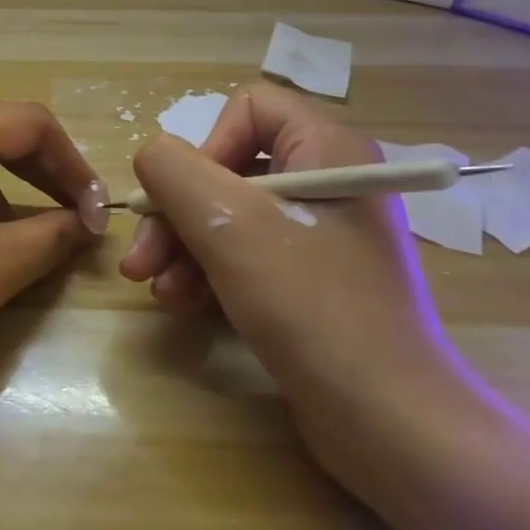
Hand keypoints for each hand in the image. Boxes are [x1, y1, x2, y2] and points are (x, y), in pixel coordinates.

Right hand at [120, 85, 470, 469]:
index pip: (249, 107)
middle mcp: (327, 181)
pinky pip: (244, 254)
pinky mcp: (311, 280)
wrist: (389, 422)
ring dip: (182, 248)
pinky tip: (183, 304)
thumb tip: (152, 156)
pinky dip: (208, 273)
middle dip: (176, 213)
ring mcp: (321, 234)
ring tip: (158, 291)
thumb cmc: (311, 306)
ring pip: (227, 215)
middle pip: (227, 168)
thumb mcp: (229, 225)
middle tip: (140, 261)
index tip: (183, 199)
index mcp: (328, 149)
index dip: (205, 146)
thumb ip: (174, 170)